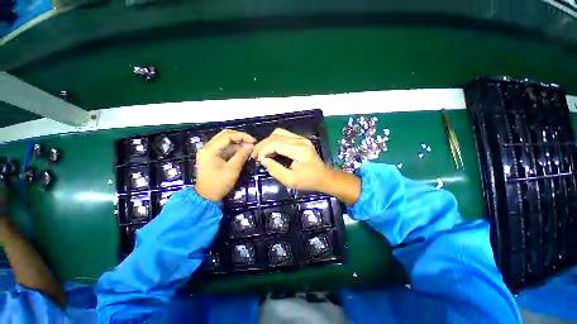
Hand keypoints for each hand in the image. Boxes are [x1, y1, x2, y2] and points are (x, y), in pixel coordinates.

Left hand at [195, 130, 255, 201]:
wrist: (206, 197)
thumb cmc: (219, 184)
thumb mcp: (232, 169)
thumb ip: (242, 155)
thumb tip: (251, 145)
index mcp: (210, 150)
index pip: (227, 136)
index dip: (242, 136)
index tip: (253, 141)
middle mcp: (207, 147)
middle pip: (225, 135)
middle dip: (239, 137)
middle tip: (251, 142)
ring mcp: (209, 152)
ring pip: (225, 141)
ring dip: (237, 143)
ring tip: (249, 147)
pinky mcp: (212, 156)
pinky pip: (224, 148)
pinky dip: (234, 148)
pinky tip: (242, 152)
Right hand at [251, 128, 329, 190]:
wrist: (324, 177)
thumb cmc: (308, 181)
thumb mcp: (291, 180)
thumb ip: (276, 170)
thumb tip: (263, 160)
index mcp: (299, 150)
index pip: (276, 143)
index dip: (263, 150)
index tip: (257, 160)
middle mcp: (300, 140)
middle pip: (276, 135)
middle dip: (263, 145)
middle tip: (255, 155)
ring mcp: (301, 138)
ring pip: (279, 133)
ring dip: (268, 141)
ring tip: (262, 153)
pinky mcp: (301, 140)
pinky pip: (284, 135)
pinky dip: (274, 141)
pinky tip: (271, 150)